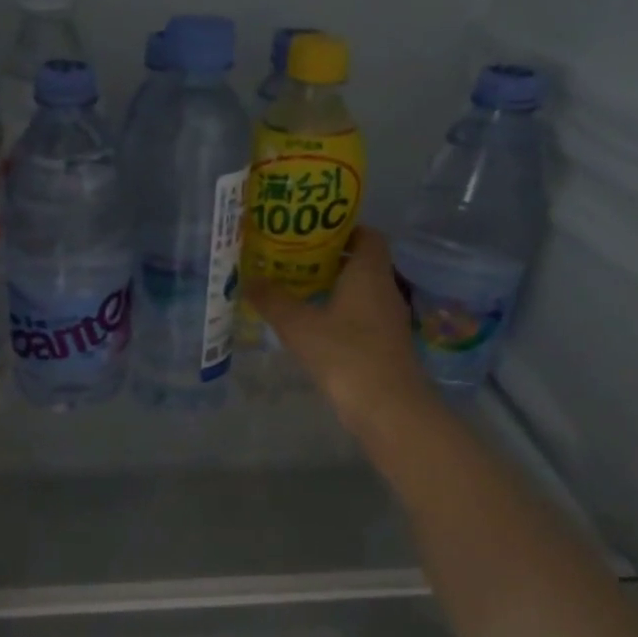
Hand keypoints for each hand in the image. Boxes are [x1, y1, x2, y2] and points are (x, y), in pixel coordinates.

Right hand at [244, 227, 431, 438]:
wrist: (386, 407)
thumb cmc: (344, 354)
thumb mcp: (298, 325)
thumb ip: (272, 300)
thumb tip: (249, 279)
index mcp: (369, 272)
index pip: (367, 235)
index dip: (344, 229)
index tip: (312, 233)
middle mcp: (384, 288)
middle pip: (362, 262)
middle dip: (330, 259)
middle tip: (293, 260)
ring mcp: (388, 319)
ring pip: (361, 291)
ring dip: (334, 288)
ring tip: (297, 290)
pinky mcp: (386, 345)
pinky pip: (362, 317)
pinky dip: (341, 314)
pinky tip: (314, 326)